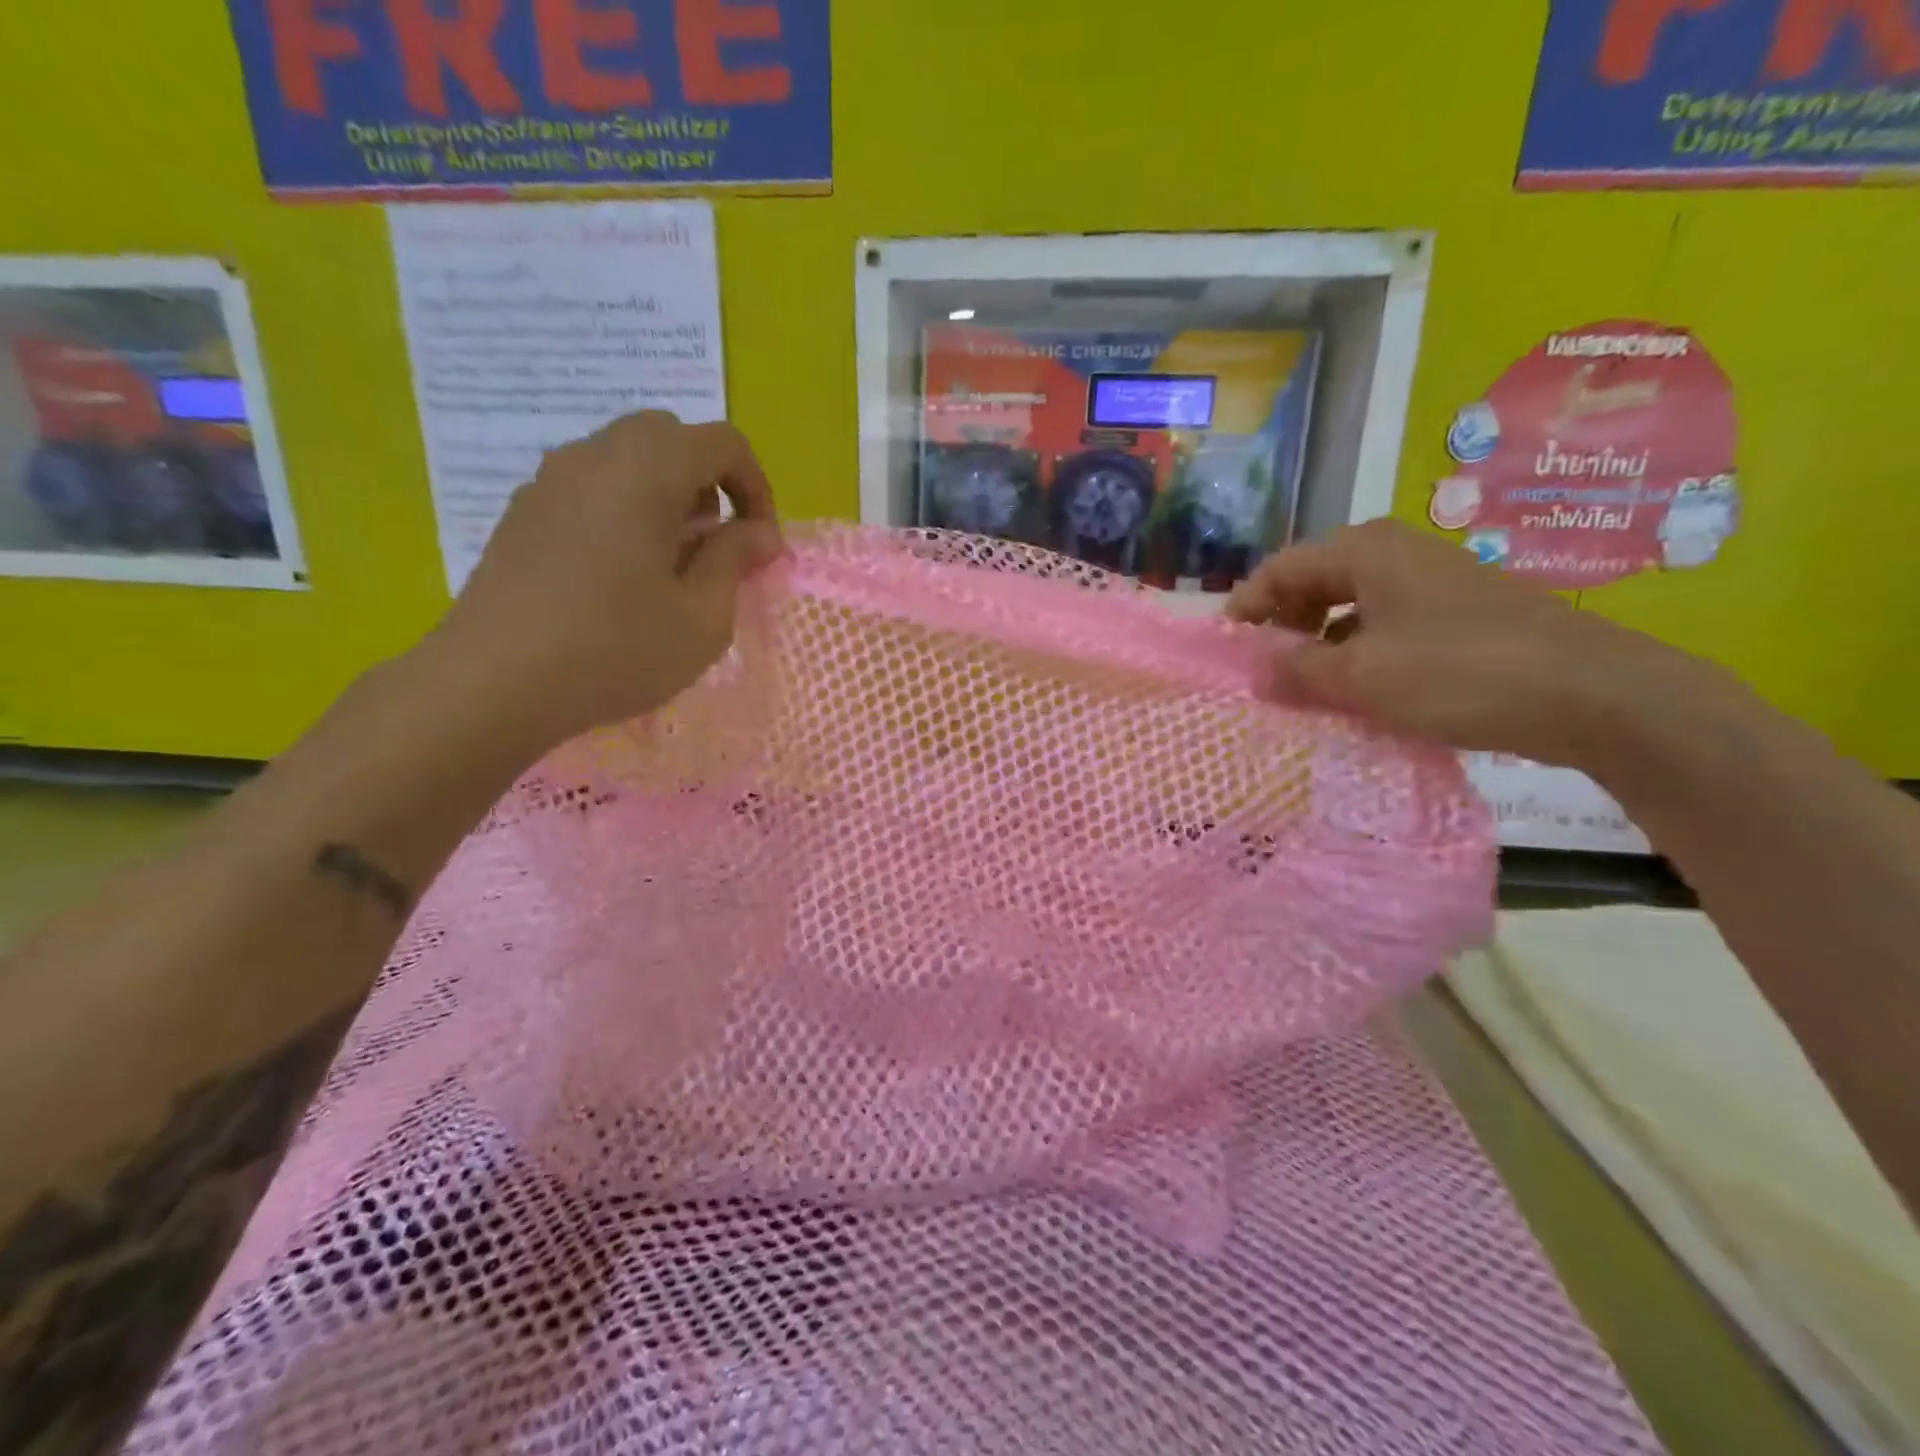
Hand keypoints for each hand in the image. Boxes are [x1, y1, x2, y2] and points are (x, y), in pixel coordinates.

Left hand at [423, 412, 782, 755]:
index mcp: (646, 470)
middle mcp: (594, 456)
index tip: (760, 545)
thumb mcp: (702, 617)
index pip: (723, 443)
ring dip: (665, 495)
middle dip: (709, 483)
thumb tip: (759, 532)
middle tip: (715, 545)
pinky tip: (619, 575)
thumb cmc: (615, 650)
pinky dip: (624, 509)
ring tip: (670, 564)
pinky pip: (591, 487)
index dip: (757, 488)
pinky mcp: (523, 512)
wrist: (493, 683)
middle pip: (669, 437)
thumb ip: (735, 560)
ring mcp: (550, 480)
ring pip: (626, 459)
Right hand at [1226, 519, 1689, 769]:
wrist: (1594, 694)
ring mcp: (1431, 582)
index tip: (1227, 653)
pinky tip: (1362, 691)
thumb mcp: (1360, 677)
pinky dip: (1359, 653)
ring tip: (1308, 689)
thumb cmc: (1460, 673)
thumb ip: (1295, 670)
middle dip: (1282, 627)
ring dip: (1320, 645)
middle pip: (1313, 583)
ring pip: (1349, 607)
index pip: (1280, 569)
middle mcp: (1396, 553)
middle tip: (1266, 673)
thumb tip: (1254, 670)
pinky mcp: (1458, 613)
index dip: (1245, 609)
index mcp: (1366, 551)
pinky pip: (1385, 626)